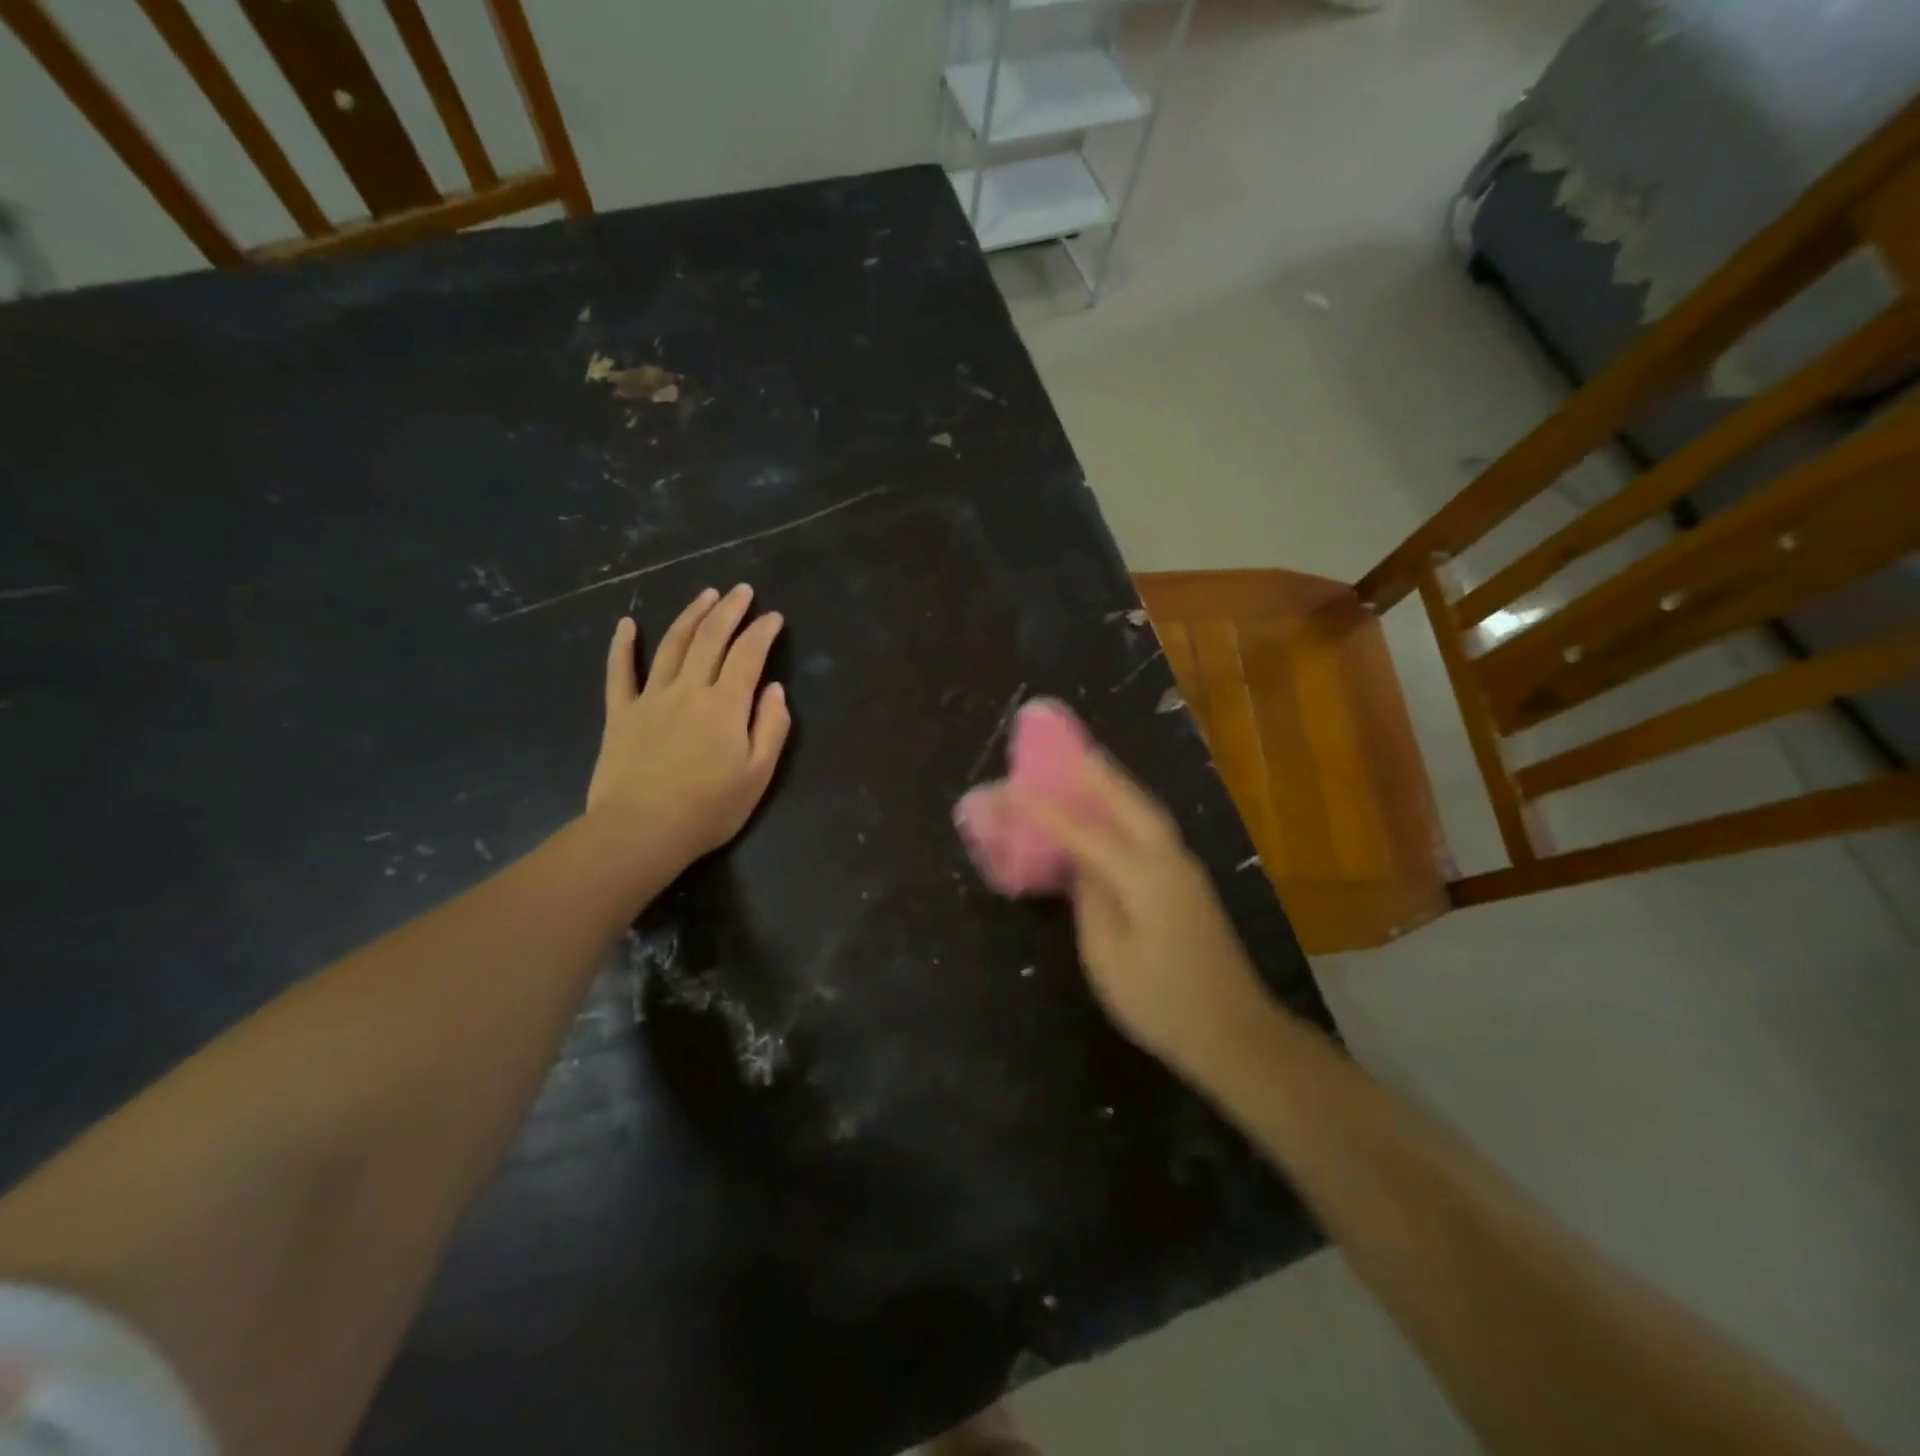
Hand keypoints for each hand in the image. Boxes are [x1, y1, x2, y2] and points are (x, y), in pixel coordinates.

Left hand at [587, 584, 791, 867]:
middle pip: (710, 638)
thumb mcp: (758, 774)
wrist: (641, 830)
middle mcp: (689, 689)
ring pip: (672, 644)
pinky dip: (623, 646)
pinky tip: (626, 624)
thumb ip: (771, 728)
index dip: (763, 631)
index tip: (774, 617)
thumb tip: (775, 689)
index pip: (748, 655)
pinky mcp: (621, 713)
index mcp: (726, 704)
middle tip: (742, 590)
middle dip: (729, 610)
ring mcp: (651, 697)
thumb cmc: (709, 808)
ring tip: (705, 595)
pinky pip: (620, 672)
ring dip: (691, 616)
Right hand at [1012, 755, 1279, 1077]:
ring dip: (1114, 786)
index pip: (1085, 832)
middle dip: (1095, 772)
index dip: (1046, 809)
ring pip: (1145, 813)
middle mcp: (1169, 861)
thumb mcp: (1109, 959)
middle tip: (1063, 747)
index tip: (1011, 786)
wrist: (1236, 1033)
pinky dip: (1127, 811)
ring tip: (1084, 766)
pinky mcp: (1188, 883)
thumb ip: (1091, 902)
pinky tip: (1111, 814)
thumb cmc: (1163, 1003)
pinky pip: (1151, 831)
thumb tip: (1081, 865)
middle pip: (1128, 803)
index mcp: (1145, 879)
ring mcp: (1184, 870)